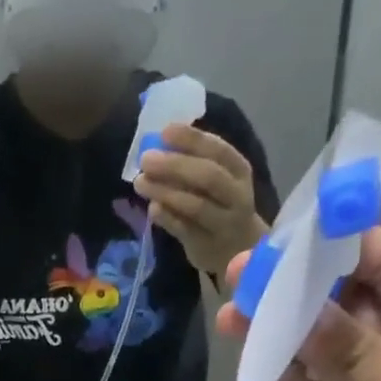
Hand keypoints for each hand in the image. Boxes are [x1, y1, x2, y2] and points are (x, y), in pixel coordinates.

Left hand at [135, 123, 266, 277]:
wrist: (239, 247)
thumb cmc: (222, 204)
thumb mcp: (220, 178)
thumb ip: (196, 162)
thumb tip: (160, 144)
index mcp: (239, 170)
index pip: (218, 150)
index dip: (191, 140)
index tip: (165, 132)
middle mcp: (235, 195)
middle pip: (207, 177)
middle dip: (174, 166)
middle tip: (146, 159)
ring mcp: (223, 223)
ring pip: (195, 205)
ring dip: (165, 192)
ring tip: (141, 183)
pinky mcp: (206, 246)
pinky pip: (184, 230)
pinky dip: (167, 218)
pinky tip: (152, 208)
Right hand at [217, 227, 380, 380]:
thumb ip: (358, 358)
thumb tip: (297, 307)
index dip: (338, 244)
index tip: (282, 235)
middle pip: (348, 308)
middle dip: (297, 292)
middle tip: (238, 278)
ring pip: (324, 357)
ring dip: (281, 337)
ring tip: (231, 318)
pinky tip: (252, 367)